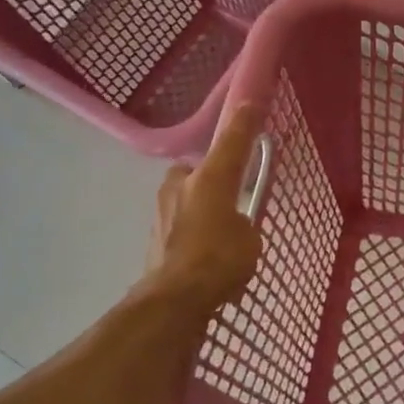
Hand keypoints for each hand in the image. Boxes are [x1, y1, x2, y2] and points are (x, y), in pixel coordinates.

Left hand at [147, 103, 264, 307]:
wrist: (173, 299)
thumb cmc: (219, 260)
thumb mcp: (249, 238)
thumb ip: (243, 222)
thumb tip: (233, 225)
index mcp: (211, 177)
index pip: (232, 140)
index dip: (244, 122)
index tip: (251, 104)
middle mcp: (182, 185)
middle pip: (196, 170)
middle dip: (208, 178)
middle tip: (227, 195)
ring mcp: (162, 210)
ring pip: (184, 197)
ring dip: (198, 207)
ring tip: (216, 232)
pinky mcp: (153, 236)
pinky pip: (178, 223)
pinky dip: (190, 232)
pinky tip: (202, 254)